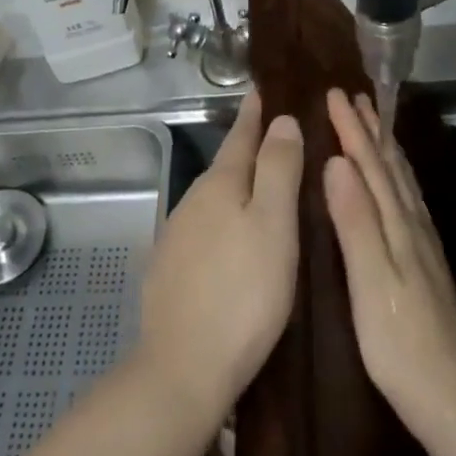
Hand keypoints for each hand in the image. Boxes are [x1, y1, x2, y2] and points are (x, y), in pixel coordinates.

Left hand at [136, 90, 303, 422]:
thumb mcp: (273, 225)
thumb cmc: (243, 293)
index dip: (257, 111)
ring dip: (241, 187)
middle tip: (284, 137)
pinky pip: (207, 230)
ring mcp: (177, 235)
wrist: (183, 368)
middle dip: (253, 148)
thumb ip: (278, 168)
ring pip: (217, 199)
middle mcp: (193, 200)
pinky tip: (239, 239)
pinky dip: (227, 221)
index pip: (242, 133)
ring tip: (269, 187)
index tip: (267, 87)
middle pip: (228, 164)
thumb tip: (281, 119)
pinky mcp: (171, 269)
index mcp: (220, 183)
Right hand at [323, 88, 455, 446]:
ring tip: (375, 124)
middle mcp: (413, 226)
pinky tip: (396, 184)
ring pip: (402, 182)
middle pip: (390, 166)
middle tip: (354, 95)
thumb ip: (355, 221)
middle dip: (370, 129)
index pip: (370, 165)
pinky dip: (398, 178)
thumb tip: (337, 162)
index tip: (334, 93)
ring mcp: (423, 245)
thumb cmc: (400, 344)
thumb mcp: (370, 282)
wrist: (453, 400)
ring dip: (386, 148)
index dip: (351, 128)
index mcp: (397, 226)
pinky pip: (408, 201)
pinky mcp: (426, 263)